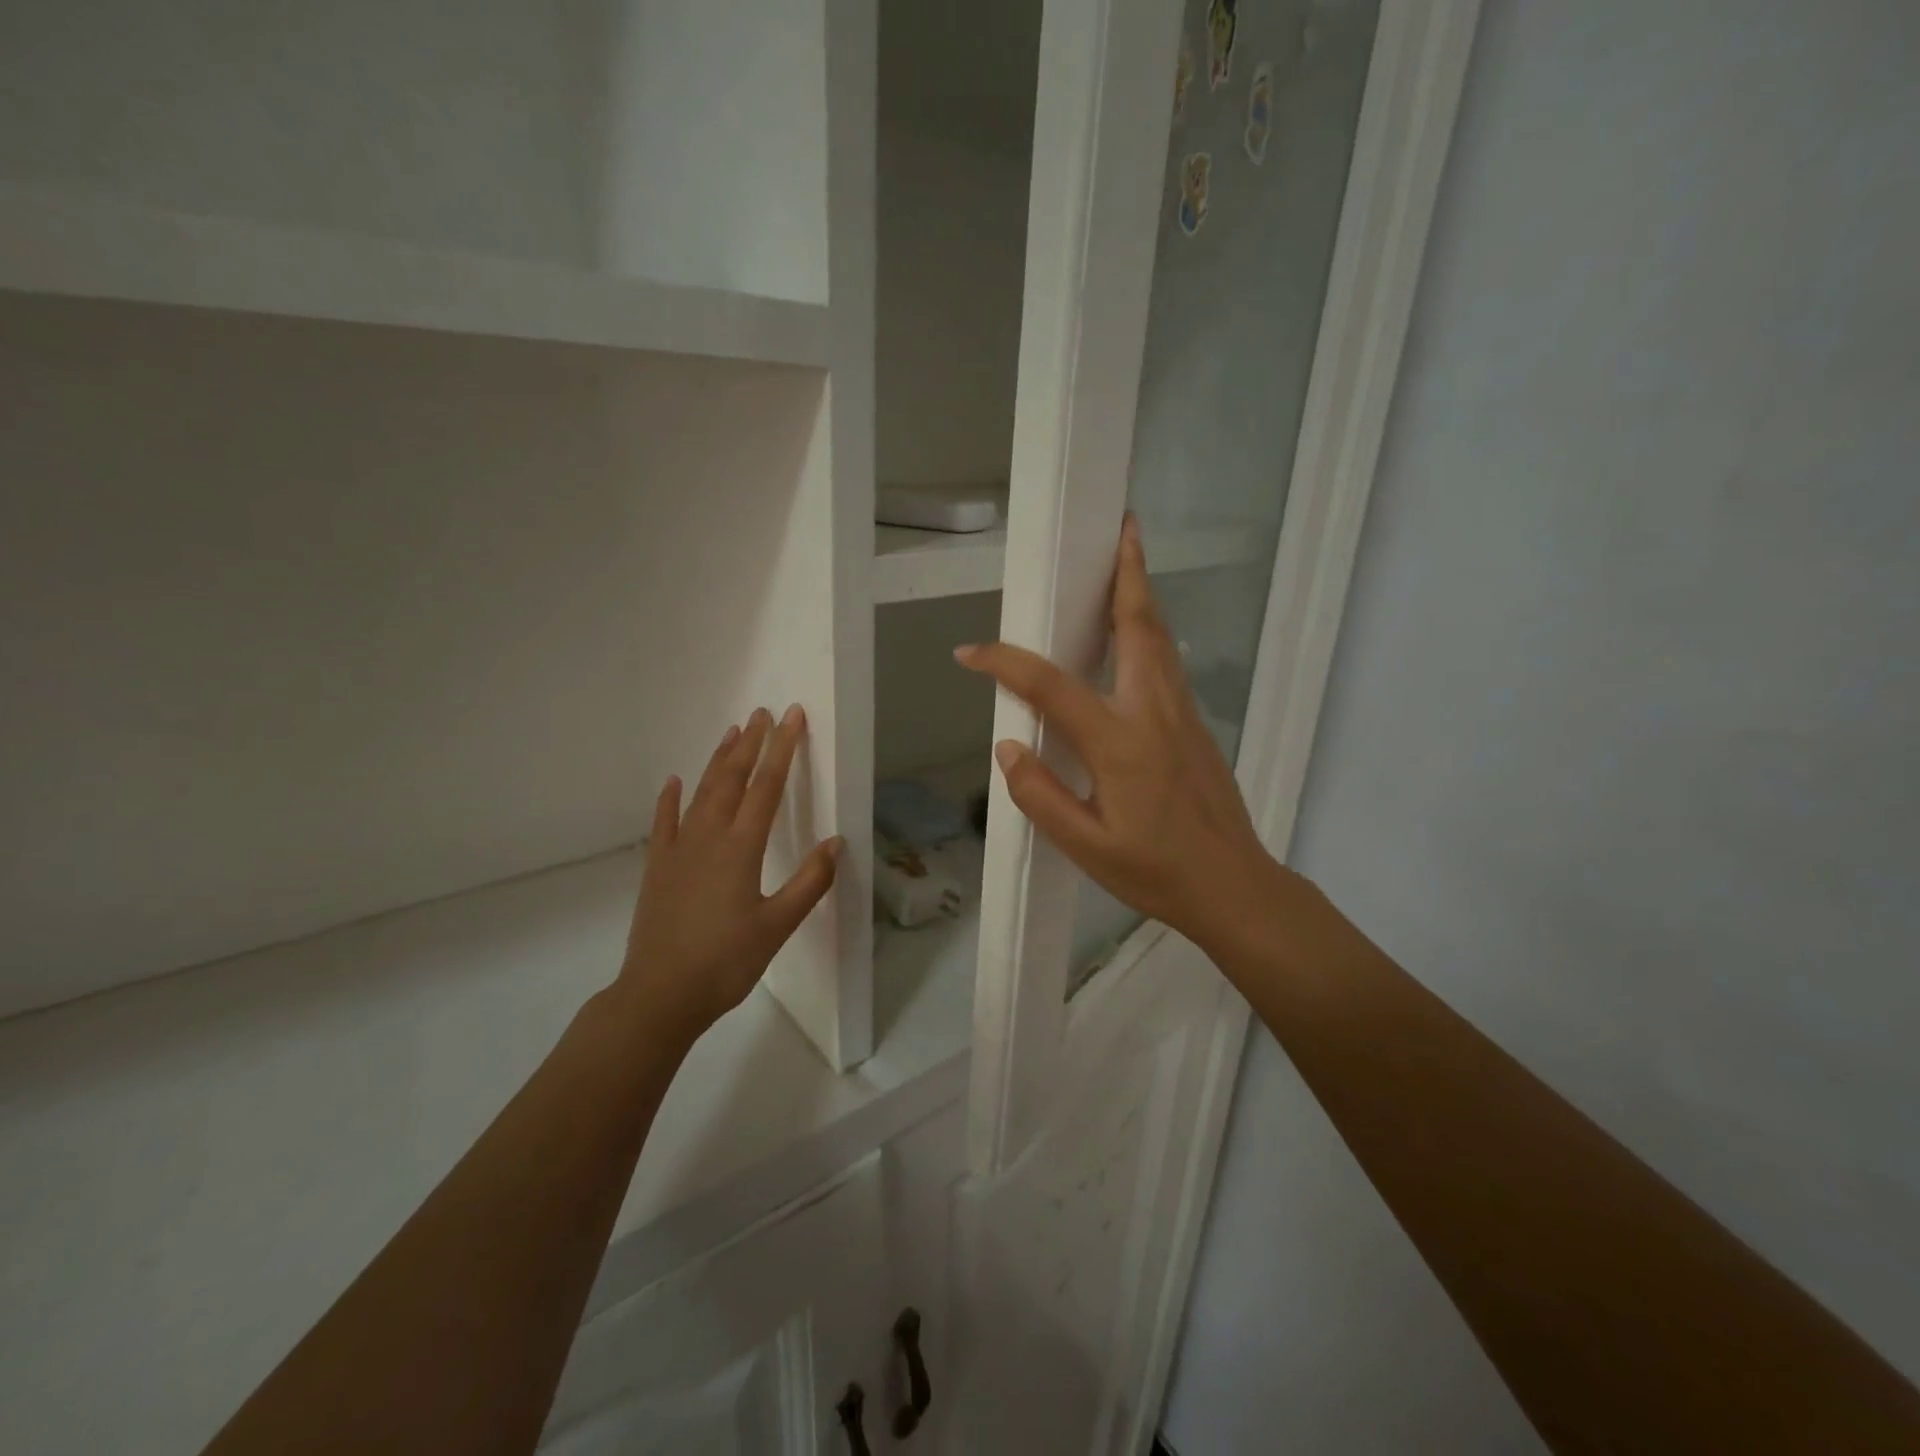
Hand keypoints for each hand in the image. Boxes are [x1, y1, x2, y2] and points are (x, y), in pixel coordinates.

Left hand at [618, 706, 841, 1043]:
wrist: (660, 995)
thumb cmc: (725, 962)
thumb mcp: (777, 926)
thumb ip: (809, 882)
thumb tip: (835, 842)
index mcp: (741, 848)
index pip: (767, 787)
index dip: (783, 749)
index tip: (792, 718)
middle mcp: (708, 837)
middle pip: (732, 779)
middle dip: (750, 744)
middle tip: (762, 713)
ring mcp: (678, 850)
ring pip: (701, 793)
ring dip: (718, 761)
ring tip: (731, 733)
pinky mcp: (657, 867)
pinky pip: (665, 822)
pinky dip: (670, 799)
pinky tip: (674, 781)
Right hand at [956, 513, 1277, 947]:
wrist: (1235, 887)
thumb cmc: (1156, 872)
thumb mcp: (1086, 846)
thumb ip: (1040, 795)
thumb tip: (1009, 747)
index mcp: (1119, 743)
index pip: (1051, 686)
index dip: (1005, 663)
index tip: (970, 653)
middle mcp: (1154, 713)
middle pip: (1139, 627)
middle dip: (1127, 574)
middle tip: (1119, 529)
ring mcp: (1183, 715)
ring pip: (1160, 639)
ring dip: (1141, 594)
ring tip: (1127, 561)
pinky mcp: (1196, 726)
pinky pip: (1169, 663)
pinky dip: (1150, 630)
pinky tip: (1137, 633)